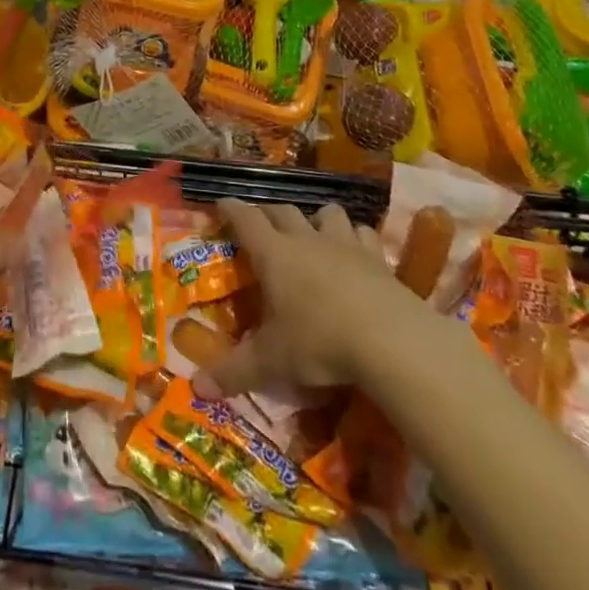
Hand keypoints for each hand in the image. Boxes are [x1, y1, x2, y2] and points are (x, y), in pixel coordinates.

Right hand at [193, 199, 434, 399]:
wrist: (391, 340)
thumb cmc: (320, 342)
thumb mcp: (272, 362)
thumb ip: (234, 372)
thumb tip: (197, 387)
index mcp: (273, 254)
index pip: (245, 219)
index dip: (231, 209)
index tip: (221, 202)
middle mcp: (305, 239)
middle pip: (282, 210)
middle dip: (267, 212)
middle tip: (260, 223)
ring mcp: (344, 244)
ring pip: (325, 212)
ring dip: (314, 218)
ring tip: (312, 233)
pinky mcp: (377, 257)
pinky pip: (362, 232)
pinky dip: (354, 236)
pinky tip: (354, 251)